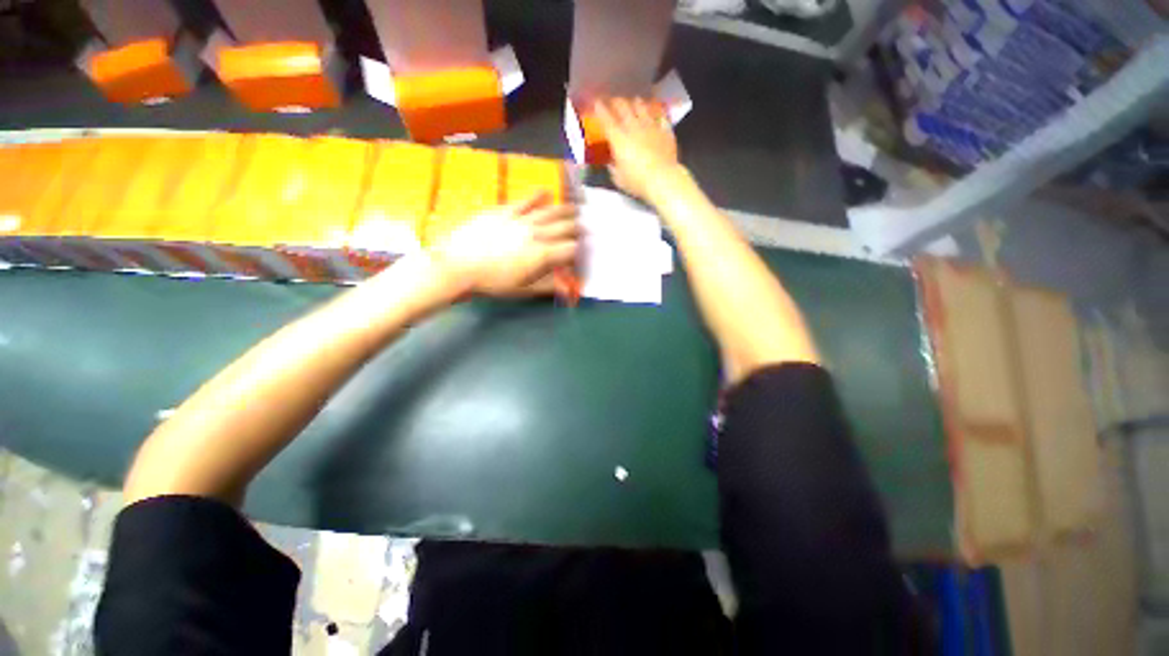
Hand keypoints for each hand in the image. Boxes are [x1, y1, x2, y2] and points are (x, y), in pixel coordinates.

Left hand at [430, 192, 579, 296]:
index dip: (579, 251)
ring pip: (550, 211)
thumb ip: (548, 286)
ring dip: (566, 210)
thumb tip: (569, 288)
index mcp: (543, 254)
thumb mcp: (523, 290)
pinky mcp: (505, 210)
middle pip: (565, 227)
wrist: (458, 265)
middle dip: (578, 228)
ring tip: (577, 208)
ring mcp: (521, 219)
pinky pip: (526, 200)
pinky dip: (538, 196)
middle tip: (585, 227)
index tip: (580, 253)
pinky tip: (547, 192)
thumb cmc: (492, 282)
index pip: (570, 249)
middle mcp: (537, 233)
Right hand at [594, 98, 680, 200]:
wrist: (662, 179)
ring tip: (634, 101)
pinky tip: (655, 114)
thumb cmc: (637, 182)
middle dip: (617, 102)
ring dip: (636, 103)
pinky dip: (656, 113)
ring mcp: (651, 126)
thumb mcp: (619, 179)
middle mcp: (633, 128)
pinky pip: (660, 116)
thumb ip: (613, 168)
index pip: (606, 120)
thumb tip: (611, 162)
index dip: (600, 109)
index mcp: (619, 139)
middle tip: (614, 101)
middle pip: (623, 107)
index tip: (596, 102)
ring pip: (642, 107)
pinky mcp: (665, 130)